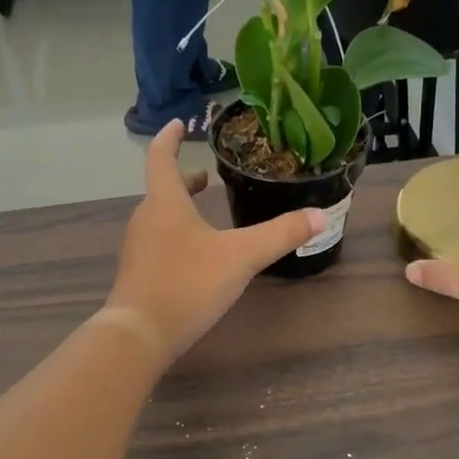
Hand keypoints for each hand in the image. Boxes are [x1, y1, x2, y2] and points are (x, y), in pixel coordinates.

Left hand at [106, 120, 324, 363]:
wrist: (138, 335)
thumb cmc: (187, 284)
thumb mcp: (241, 257)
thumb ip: (280, 235)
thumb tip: (320, 215)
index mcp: (165, 203)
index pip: (161, 157)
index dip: (170, 138)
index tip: (179, 123)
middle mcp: (146, 219)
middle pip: (162, 189)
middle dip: (183, 179)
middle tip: (206, 175)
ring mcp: (138, 248)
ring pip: (160, 217)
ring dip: (180, 208)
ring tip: (204, 211)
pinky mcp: (138, 274)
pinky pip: (157, 242)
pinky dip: (175, 235)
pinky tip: (195, 256)